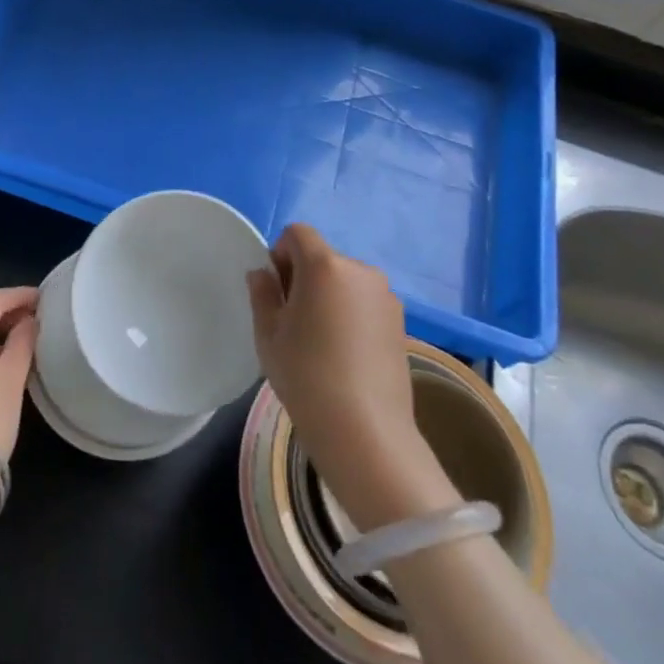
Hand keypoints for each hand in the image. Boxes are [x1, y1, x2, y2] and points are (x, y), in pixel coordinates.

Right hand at [247, 226, 452, 529]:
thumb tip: (263, 273)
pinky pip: (365, 303)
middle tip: (294, 321)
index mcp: (324, 265)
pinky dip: (351, 314)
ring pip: (345, 281)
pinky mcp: (401, 321)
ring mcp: (385, 296)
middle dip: (304, 277)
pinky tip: (345, 354)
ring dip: (329, 296)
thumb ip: (262, 294)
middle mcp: (360, 270)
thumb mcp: (268, 334)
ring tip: (321, 341)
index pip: (297, 233)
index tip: (276, 292)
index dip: (280, 254)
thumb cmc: (306, 375)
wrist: (364, 430)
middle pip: (322, 257)